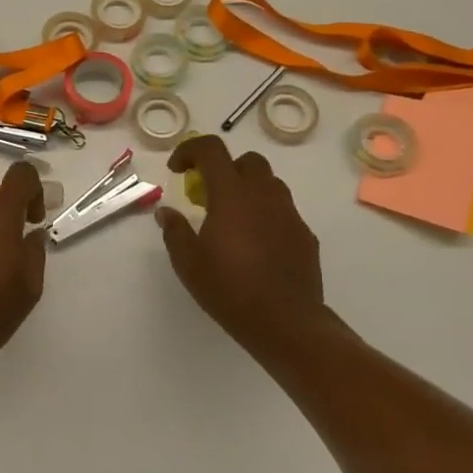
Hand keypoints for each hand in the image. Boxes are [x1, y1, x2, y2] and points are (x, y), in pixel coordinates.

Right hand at [156, 136, 331, 359]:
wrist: (287, 323)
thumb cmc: (230, 289)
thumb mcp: (188, 263)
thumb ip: (175, 231)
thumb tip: (167, 212)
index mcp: (232, 194)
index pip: (212, 149)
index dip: (190, 150)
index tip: (177, 169)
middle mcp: (263, 195)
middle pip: (247, 161)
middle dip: (225, 168)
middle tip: (208, 194)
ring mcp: (289, 214)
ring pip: (269, 184)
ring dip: (248, 189)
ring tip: (233, 218)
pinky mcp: (305, 235)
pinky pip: (283, 211)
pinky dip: (265, 215)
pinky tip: (256, 244)